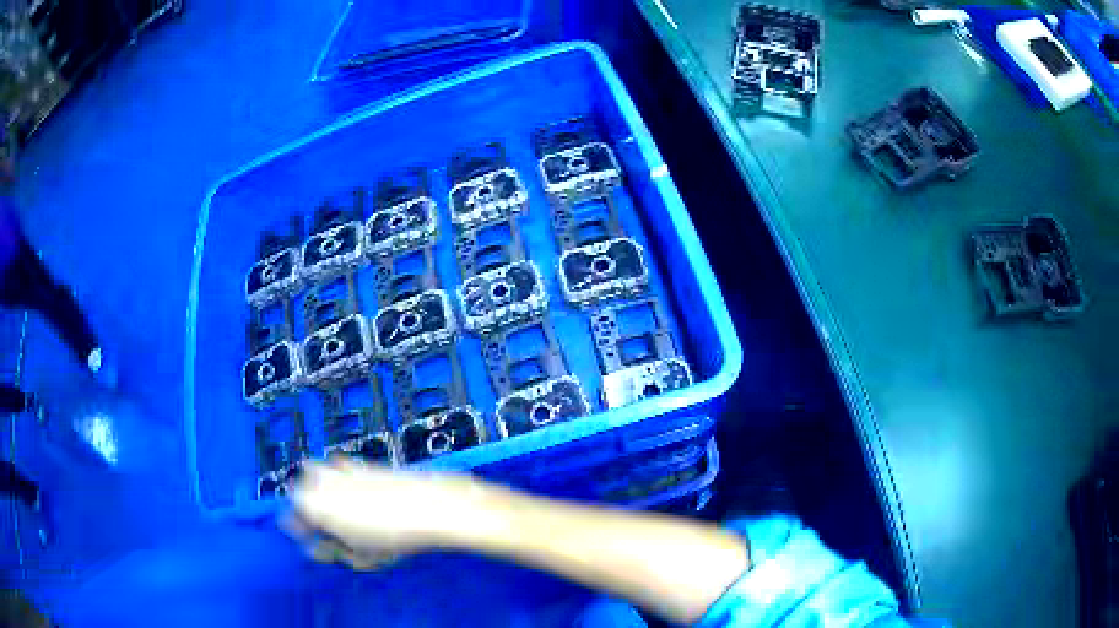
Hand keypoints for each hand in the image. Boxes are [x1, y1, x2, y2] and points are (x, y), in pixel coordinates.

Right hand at [280, 458, 496, 569]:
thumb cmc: (392, 537)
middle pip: (299, 490)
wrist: (429, 505)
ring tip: (340, 512)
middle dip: (306, 506)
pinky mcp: (360, 462)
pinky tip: (358, 497)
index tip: (312, 542)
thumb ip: (333, 552)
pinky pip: (338, 468)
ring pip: (315, 474)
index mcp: (312, 505)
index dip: (299, 532)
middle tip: (324, 527)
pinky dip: (340, 480)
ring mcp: (340, 467)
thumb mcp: (360, 556)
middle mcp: (320, 481)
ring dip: (319, 489)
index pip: (290, 518)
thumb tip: (319, 548)